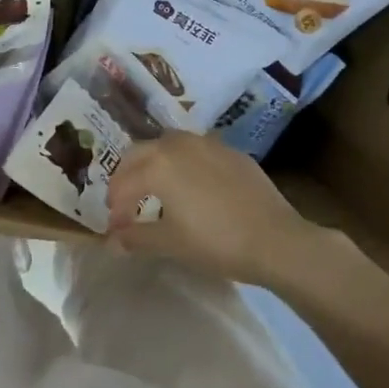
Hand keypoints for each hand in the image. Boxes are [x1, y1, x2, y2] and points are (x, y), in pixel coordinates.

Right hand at [106, 132, 319, 288]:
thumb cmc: (216, 242)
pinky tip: (192, 188)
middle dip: (127, 178)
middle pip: (139, 154)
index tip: (115, 229)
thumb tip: (111, 241)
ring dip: (153, 165)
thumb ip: (135, 238)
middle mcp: (178, 144)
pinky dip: (182, 165)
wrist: (276, 240)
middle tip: (126, 204)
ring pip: (167, 146)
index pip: (123, 183)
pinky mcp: (231, 152)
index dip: (115, 208)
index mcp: (157, 164)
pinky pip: (195, 151)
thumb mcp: (170, 243)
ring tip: (156, 191)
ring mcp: (207, 144)